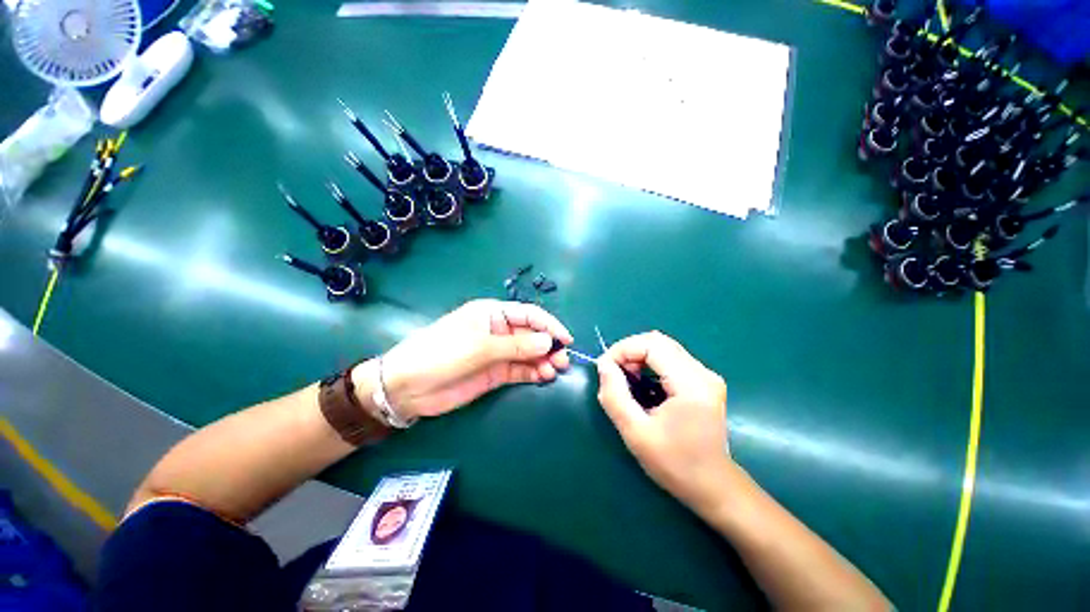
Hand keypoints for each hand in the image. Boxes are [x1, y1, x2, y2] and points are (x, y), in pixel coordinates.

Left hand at [373, 300, 572, 418]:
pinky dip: (533, 373)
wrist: (408, 387)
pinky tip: (543, 377)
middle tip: (562, 360)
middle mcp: (498, 331)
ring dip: (544, 360)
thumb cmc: (441, 354)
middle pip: (531, 335)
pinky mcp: (495, 373)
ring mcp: (497, 353)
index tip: (566, 339)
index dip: (549, 324)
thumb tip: (549, 341)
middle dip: (549, 345)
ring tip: (555, 370)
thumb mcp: (479, 347)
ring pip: (528, 354)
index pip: (528, 314)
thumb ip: (516, 346)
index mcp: (492, 314)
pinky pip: (520, 370)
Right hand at [596, 332, 731, 512]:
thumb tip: (604, 365)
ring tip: (627, 378)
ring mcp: (706, 375)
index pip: (652, 345)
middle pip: (659, 341)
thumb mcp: (635, 433)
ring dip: (639, 356)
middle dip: (629, 351)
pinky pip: (671, 358)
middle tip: (614, 372)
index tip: (605, 368)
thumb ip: (615, 396)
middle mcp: (703, 373)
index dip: (623, 349)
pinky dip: (650, 362)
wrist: (713, 487)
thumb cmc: (675, 464)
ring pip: (664, 347)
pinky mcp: (704, 381)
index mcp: (691, 384)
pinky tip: (643, 382)